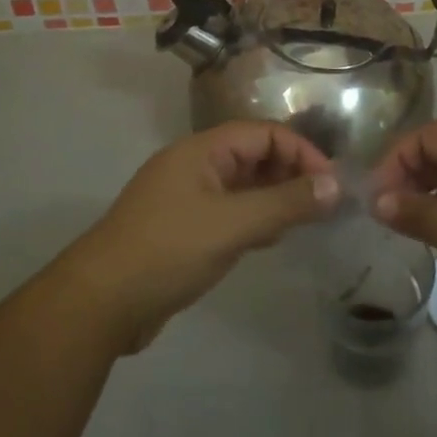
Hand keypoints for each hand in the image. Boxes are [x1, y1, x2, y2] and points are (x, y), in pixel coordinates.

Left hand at [58, 122, 340, 353]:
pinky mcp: (184, 229)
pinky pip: (229, 212)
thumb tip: (335, 185)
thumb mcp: (233, 225)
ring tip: (306, 222)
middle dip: (290, 174)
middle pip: (253, 156)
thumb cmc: (169, 250)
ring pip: (243, 186)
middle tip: (324, 205)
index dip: (300, 152)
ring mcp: (187, 198)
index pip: (263, 133)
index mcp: (202, 150)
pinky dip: (254, 220)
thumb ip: (285, 203)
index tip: (331, 183)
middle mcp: (195, 166)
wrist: (101, 303)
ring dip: (274, 198)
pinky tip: (270, 240)